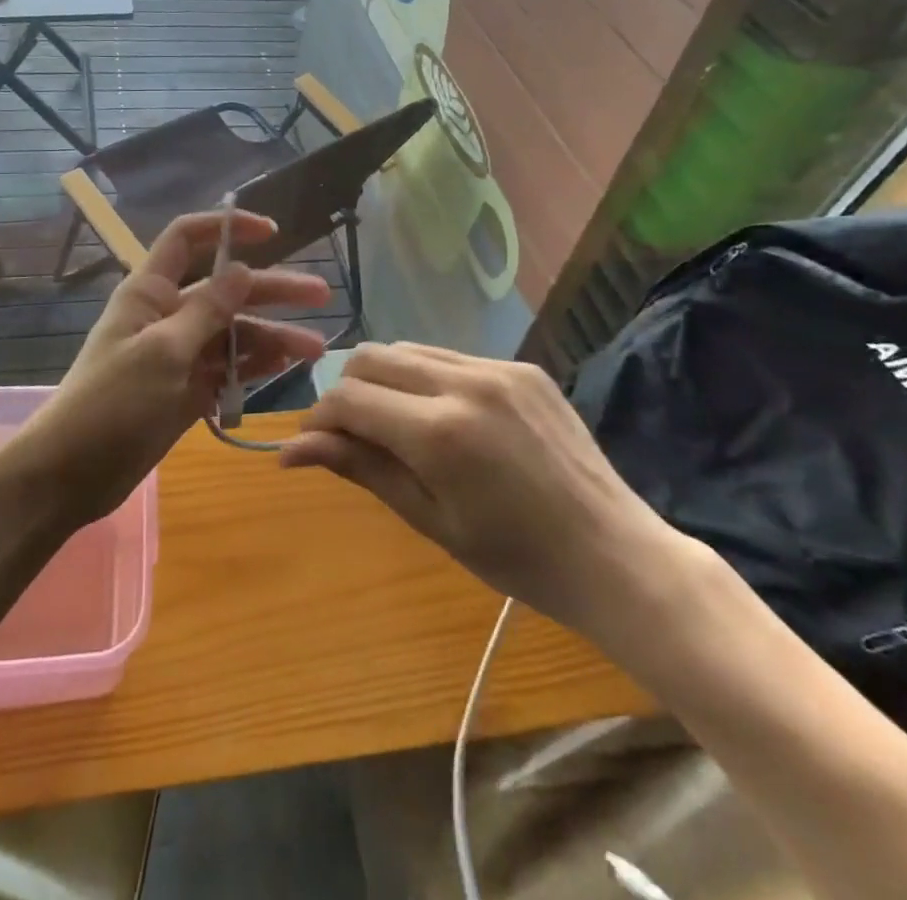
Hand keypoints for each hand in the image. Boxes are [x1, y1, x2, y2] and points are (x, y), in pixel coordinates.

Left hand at [17, 210, 329, 523]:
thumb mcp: (162, 352)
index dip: (227, 228)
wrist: (72, 474)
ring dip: (273, 337)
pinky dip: (254, 366)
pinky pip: (227, 368)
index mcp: (151, 292)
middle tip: (322, 294)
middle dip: (272, 290)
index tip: (271, 233)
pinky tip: (286, 366)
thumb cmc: (111, 403)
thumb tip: (242, 270)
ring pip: (233, 333)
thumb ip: (206, 312)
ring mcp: (179, 354)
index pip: (187, 239)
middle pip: (226, 290)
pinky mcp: (187, 389)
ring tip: (315, 348)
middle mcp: (168, 315)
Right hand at [281, 343, 695, 641]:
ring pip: (409, 349)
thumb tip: (292, 449)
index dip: (320, 418)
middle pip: (371, 357)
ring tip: (397, 425)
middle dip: (347, 391)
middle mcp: (464, 383)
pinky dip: (428, 378)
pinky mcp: (522, 366)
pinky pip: (451, 356)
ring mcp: (498, 368)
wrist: (613, 554)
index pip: (349, 398)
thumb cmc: (516, 558)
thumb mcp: (429, 520)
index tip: (313, 444)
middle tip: (352, 435)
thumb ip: (361, 468)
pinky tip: (446, 417)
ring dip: (385, 379)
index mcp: (439, 432)